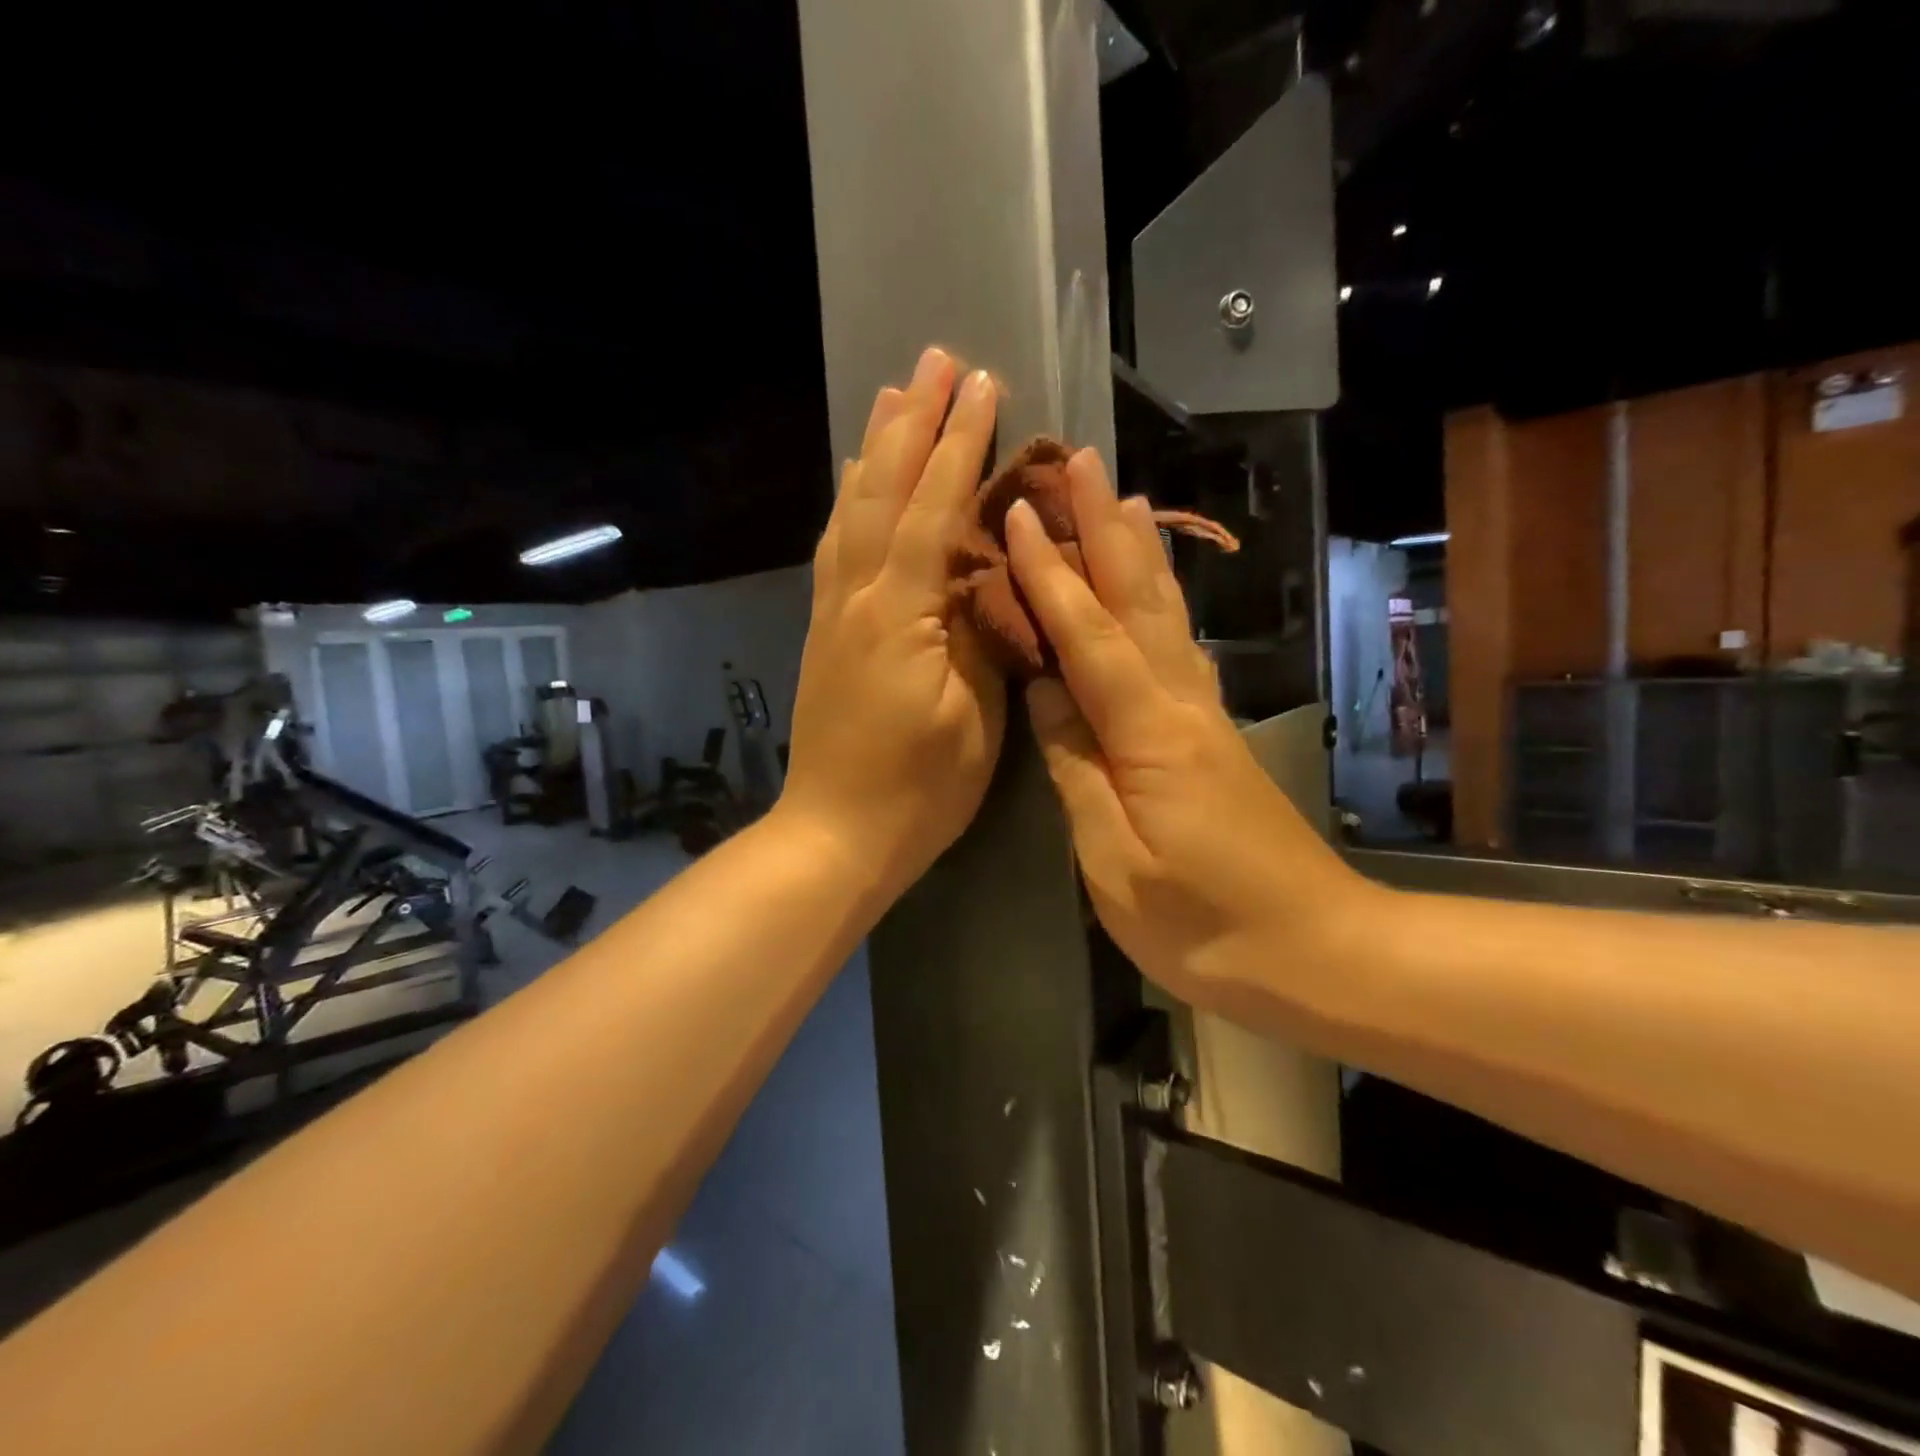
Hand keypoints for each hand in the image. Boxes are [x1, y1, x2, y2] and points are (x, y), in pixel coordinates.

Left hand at [780, 347, 1005, 894]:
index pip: (935, 509)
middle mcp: (857, 596)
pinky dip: (847, 502)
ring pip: (853, 511)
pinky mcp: (824, 631)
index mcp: (899, 613)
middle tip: (935, 360)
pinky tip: (853, 481)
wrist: (837, 834)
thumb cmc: (920, 789)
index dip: (960, 445)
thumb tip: (987, 569)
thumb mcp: (972, 716)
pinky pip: (834, 548)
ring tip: (893, 395)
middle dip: (913, 423)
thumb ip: (979, 633)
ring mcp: (833, 612)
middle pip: (884, 491)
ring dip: (875, 448)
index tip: (983, 384)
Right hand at [1003, 448, 1372, 999]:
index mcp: (1149, 733)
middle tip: (1078, 462)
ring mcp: (1203, 716)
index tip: (1013, 515)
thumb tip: (1045, 695)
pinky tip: (1153, 589)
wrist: (1315, 951)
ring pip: (1164, 615)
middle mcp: (1180, 704)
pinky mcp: (1211, 735)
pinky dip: (1159, 603)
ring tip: (1120, 497)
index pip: (1088, 636)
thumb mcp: (1116, 861)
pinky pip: (1176, 647)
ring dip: (1137, 552)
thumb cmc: (1204, 923)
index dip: (1048, 575)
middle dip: (1103, 528)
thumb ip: (1077, 770)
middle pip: (1137, 601)